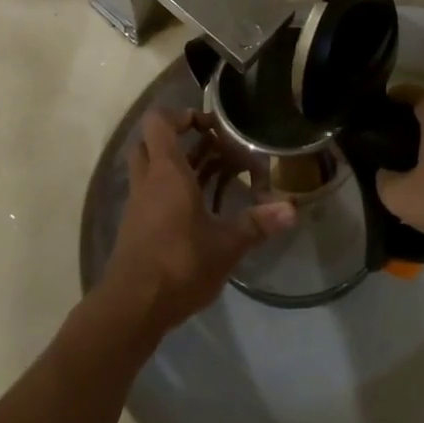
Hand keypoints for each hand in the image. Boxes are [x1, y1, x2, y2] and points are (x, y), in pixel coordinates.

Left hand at [99, 109, 295, 337]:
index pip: (159, 122)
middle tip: (212, 146)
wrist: (132, 308)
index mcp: (166, 173)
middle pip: (152, 142)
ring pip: (151, 169)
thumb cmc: (178, 264)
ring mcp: (138, 205)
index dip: (182, 115)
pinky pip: (152, 194)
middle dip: (180, 138)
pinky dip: (172, 191)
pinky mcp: (136, 228)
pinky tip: (200, 208)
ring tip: (216, 173)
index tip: (211, 126)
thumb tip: (292, 209)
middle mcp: (148, 182)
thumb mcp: (226, 245)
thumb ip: (257, 224)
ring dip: (178, 165)